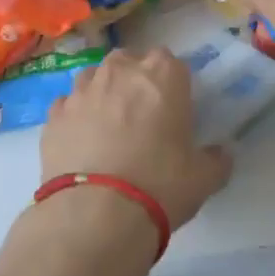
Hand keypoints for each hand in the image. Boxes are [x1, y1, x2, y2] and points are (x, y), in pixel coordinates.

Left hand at [41, 49, 233, 232]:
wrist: (96, 214)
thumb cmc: (160, 185)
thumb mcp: (204, 178)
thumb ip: (216, 159)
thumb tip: (221, 154)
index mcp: (163, 74)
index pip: (170, 61)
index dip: (171, 84)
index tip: (173, 108)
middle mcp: (120, 70)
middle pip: (129, 61)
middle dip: (134, 80)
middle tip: (141, 116)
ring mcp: (82, 89)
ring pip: (94, 77)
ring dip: (102, 93)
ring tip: (108, 127)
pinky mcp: (53, 115)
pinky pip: (67, 105)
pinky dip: (75, 117)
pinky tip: (81, 143)